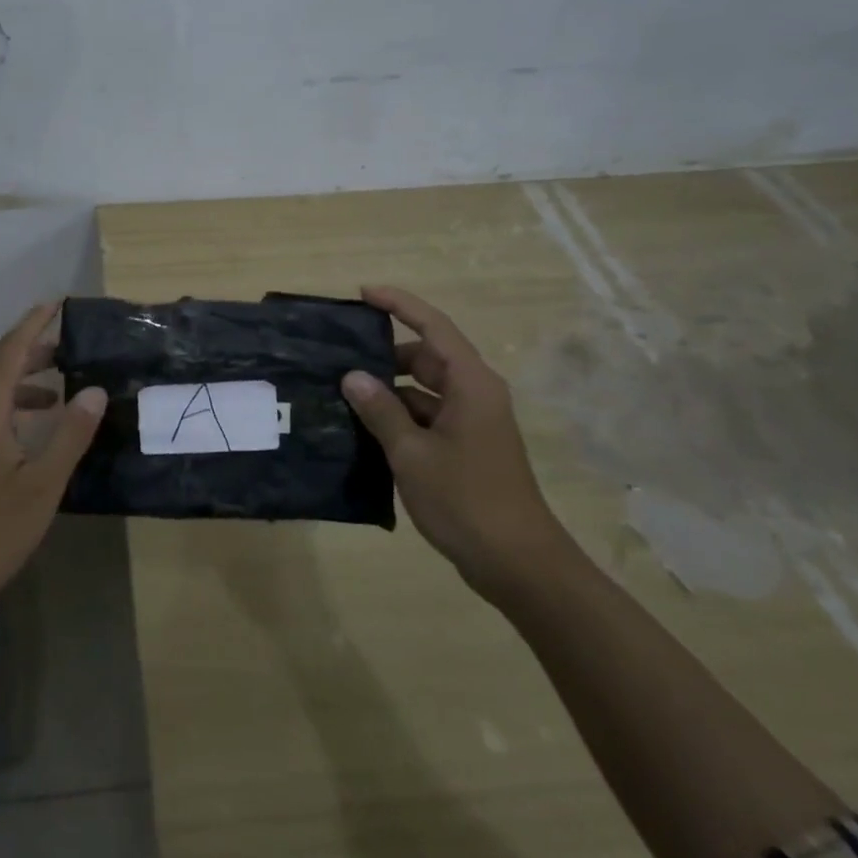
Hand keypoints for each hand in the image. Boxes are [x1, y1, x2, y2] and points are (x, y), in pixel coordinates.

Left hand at [0, 302, 107, 618]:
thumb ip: (70, 434)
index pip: (9, 351)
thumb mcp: (42, 484)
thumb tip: (94, 390)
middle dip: (32, 357)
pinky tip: (22, 442)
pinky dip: (4, 415)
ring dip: (20, 391)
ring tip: (54, 400)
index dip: (34, 324)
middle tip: (68, 353)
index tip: (57, 303)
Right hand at [340, 285, 571, 604]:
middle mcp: (474, 394)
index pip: (432, 327)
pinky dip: (399, 416)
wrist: (518, 563)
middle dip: (384, 353)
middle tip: (339, 355)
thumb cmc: (466, 500)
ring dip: (389, 389)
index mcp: (470, 384)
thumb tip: (353, 376)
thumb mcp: (412, 453)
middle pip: (426, 357)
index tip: (363, 293)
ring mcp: (473, 422)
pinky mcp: (467, 447)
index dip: (398, 304)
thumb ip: (381, 411)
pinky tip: (365, 428)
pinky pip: (427, 416)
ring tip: (343, 392)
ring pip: (424, 389)